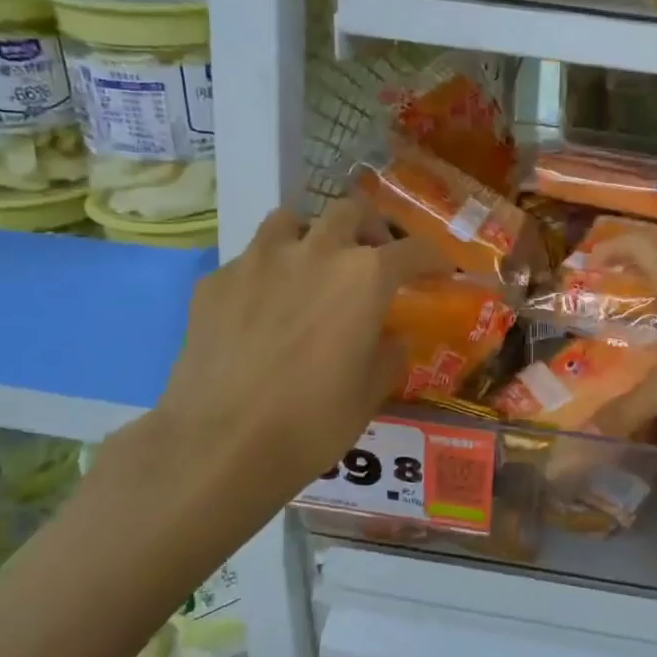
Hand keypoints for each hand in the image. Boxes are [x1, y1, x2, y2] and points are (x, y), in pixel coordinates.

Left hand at [127, 197, 438, 506]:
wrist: (219, 444)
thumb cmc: (311, 422)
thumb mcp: (370, 395)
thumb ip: (388, 355)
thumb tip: (391, 339)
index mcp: (364, 277)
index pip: (413, 250)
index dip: (433, 258)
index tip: (441, 269)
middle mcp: (314, 252)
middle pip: (349, 211)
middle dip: (369, 228)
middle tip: (372, 255)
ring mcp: (258, 260)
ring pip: (290, 220)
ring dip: (311, 235)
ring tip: (311, 266)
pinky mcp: (215, 280)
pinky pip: (248, 260)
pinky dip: (265, 273)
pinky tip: (260, 309)